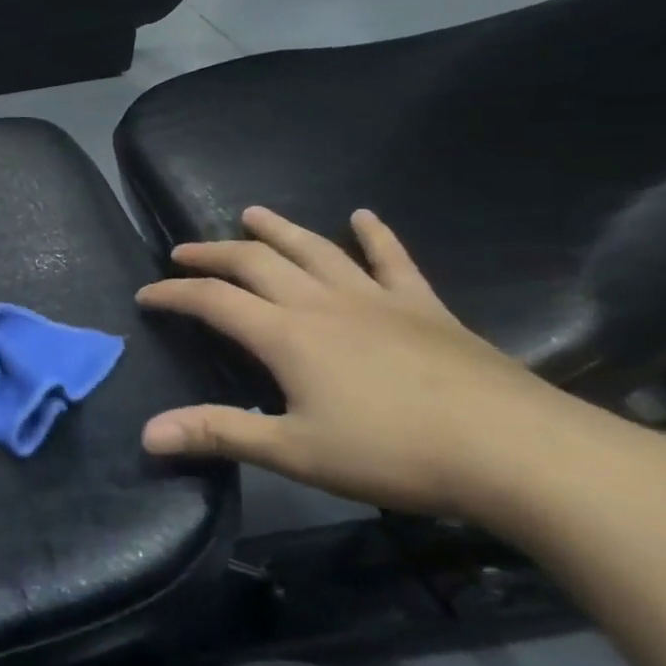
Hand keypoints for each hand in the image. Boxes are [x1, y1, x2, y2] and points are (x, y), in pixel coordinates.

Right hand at [135, 207, 662, 524]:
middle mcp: (323, 303)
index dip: (174, 294)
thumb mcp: (294, 452)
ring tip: (251, 213)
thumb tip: (147, 434)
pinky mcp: (425, 308)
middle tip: (182, 251)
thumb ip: (218, 434)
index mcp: (287, 335)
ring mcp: (378, 299)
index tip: (145, 294)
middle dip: (213, 254)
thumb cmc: (395, 453)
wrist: (519, 453)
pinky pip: (394, 261)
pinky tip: (364, 216)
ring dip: (278, 229)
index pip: (213, 301)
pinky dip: (375, 236)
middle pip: (256, 262)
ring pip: (316, 249)